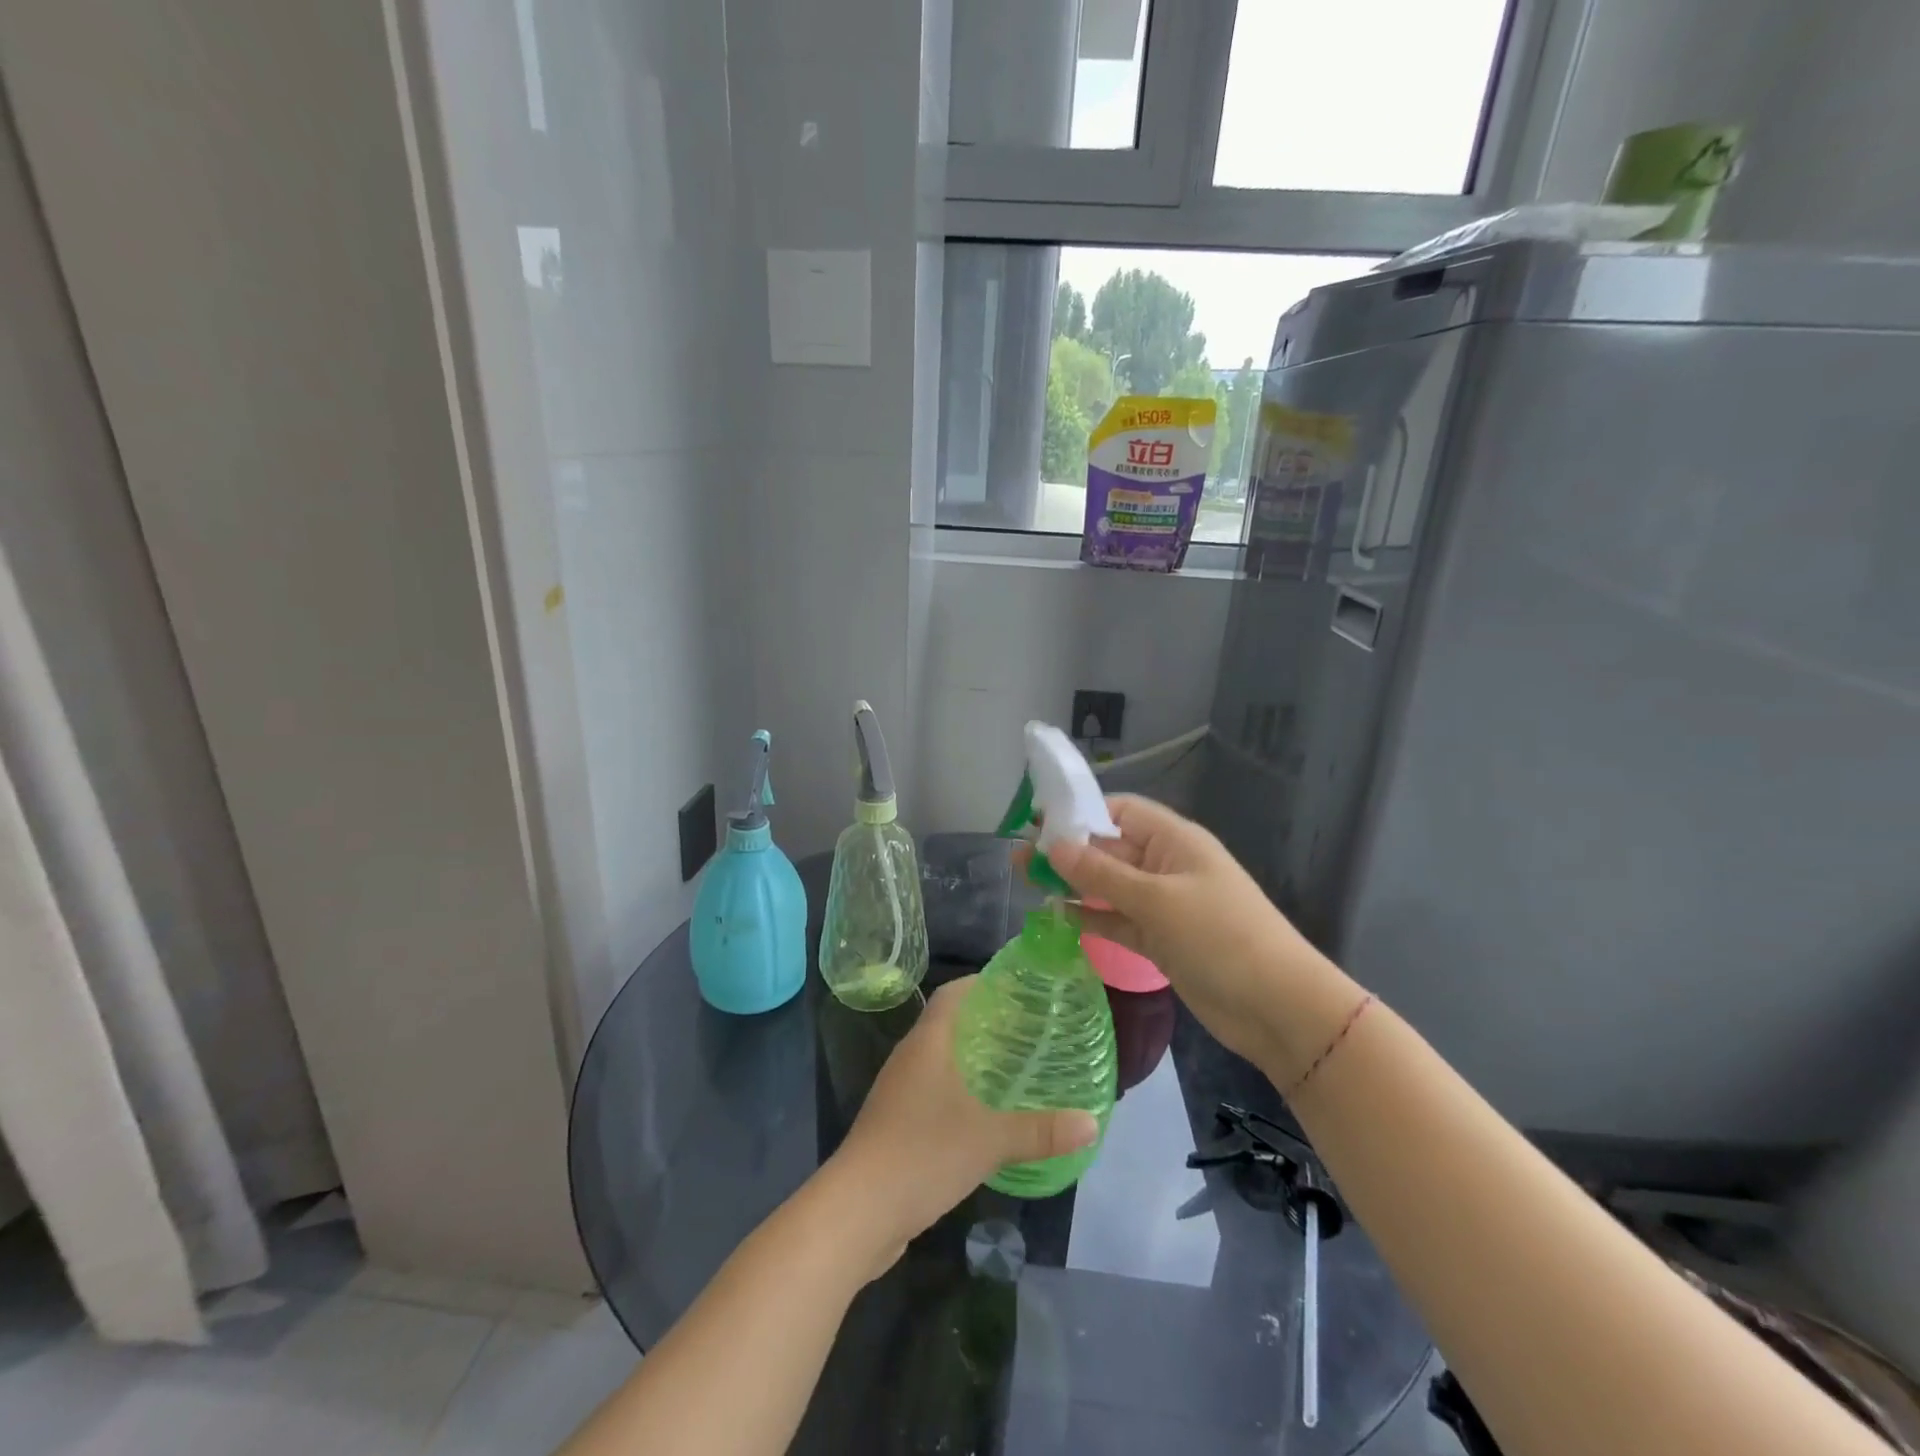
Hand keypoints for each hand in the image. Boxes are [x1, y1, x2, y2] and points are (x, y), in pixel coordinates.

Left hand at [824, 977, 1097, 1273]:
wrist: (858, 1211)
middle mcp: (910, 1058)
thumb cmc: (923, 1153)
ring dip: (973, 1060)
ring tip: (1015, 1068)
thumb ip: (1041, 1130)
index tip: (1018, 987)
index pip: (953, 994)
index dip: (982, 984)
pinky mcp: (895, 1125)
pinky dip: (960, 1093)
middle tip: (1030, 1029)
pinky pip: (933, 1092)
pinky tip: (986, 1115)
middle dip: (986, 1023)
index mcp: (927, 1042)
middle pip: (949, 1024)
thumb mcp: (990, 1140)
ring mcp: (898, 1092)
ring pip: (941, 1061)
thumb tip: (1091, 1123)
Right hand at [1045, 795, 1354, 1077]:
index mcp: (1173, 840)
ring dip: (1074, 885)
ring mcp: (1164, 904)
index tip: (1037, 824)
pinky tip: (1058, 917)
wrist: (1278, 1008)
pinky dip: (1091, 918)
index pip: (1119, 811)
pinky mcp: (1161, 940)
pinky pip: (1118, 920)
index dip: (1079, 814)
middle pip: (1110, 848)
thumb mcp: (1157, 900)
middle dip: (1068, 851)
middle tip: (1020, 860)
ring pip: (1110, 886)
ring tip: (1028, 885)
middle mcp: (1166, 865)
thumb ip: (1102, 874)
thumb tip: (1053, 846)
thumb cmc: (1220, 937)